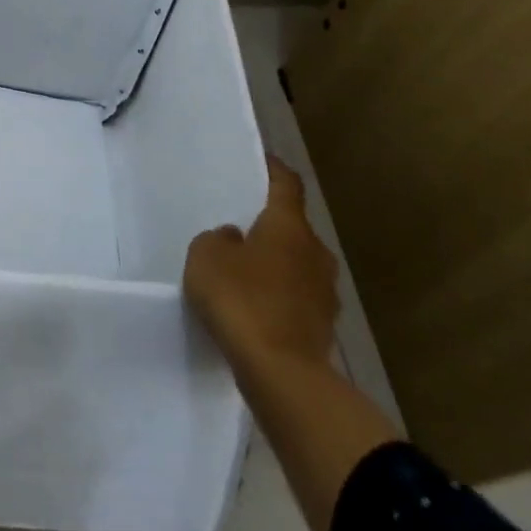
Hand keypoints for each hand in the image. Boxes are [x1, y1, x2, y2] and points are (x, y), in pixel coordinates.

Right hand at [183, 156, 338, 367]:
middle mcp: (315, 252)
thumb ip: (218, 239)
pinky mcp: (322, 325)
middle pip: (293, 228)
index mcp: (288, 226)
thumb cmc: (240, 298)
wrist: (281, 369)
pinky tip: (255, 308)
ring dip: (275, 264)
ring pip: (297, 264)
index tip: (264, 160)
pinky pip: (296, 297)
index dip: (274, 170)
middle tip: (241, 228)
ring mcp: (325, 291)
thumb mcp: (206, 256)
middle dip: (270, 226)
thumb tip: (236, 239)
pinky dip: (278, 296)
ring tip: (245, 272)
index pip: (287, 185)